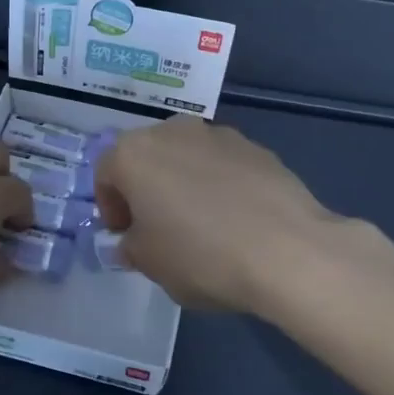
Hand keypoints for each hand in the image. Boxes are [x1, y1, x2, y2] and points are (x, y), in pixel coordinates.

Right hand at [92, 116, 341, 313]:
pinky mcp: (257, 148)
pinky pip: (223, 165)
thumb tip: (134, 242)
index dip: (110, 207)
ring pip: (187, 157)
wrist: (287, 250)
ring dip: (184, 182)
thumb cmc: (201, 255)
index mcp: (135, 153)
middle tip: (157, 227)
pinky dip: (220, 185)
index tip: (125, 236)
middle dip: (146, 188)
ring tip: (201, 224)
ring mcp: (219, 134)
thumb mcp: (150, 263)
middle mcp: (173, 131)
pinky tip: (236, 219)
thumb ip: (132, 247)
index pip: (106, 173)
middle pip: (147, 156)